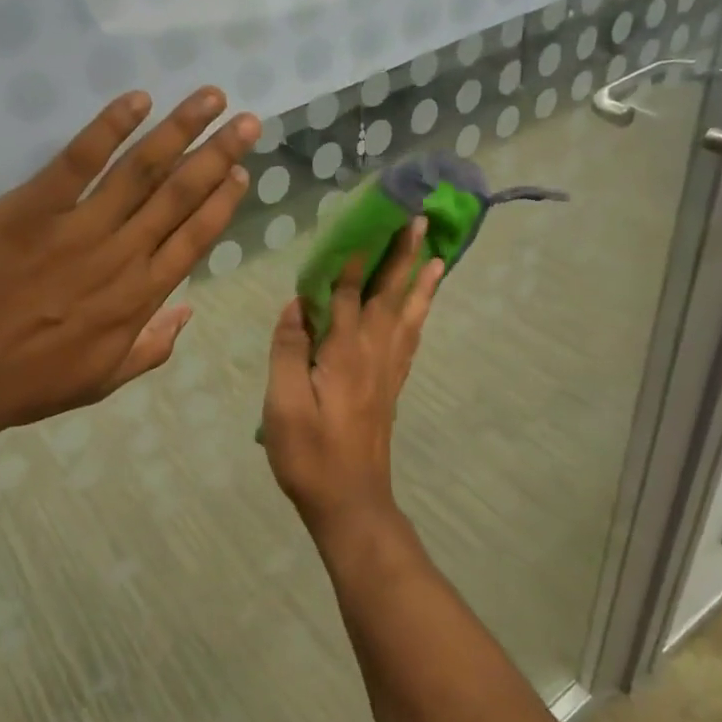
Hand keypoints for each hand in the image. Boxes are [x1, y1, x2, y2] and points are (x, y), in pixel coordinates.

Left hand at [0, 87, 259, 441]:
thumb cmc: (26, 381)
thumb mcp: (101, 380)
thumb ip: (150, 347)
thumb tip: (187, 312)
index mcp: (139, 298)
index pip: (194, 239)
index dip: (221, 202)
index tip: (242, 171)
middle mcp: (122, 256)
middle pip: (179, 197)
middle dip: (218, 155)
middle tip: (248, 121)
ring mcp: (79, 228)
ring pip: (141, 171)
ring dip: (180, 131)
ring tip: (210, 98)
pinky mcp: (33, 207)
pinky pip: (78, 161)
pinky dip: (109, 128)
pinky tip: (138, 100)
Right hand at [262, 220, 445, 545]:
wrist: (351, 503)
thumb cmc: (310, 457)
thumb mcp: (284, 406)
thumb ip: (289, 352)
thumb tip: (297, 304)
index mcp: (343, 354)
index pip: (350, 294)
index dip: (356, 255)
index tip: (368, 217)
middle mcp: (372, 354)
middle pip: (389, 295)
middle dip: (402, 254)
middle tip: (419, 218)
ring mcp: (387, 371)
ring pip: (407, 314)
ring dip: (420, 279)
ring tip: (436, 251)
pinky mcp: (391, 387)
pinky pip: (411, 339)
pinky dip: (419, 314)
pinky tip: (423, 305)